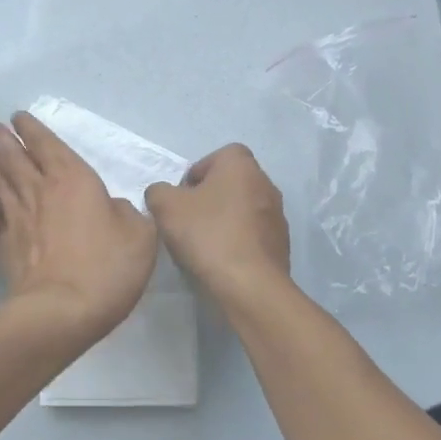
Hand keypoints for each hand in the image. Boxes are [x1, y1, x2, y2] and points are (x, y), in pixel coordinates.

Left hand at [0, 111, 158, 347]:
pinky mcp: (6, 242)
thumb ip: (126, 213)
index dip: (32, 129)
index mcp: (74, 179)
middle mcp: (41, 189)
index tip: (18, 117)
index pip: (47, 144)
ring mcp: (19, 216)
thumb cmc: (106, 268)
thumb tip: (112, 207)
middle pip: (16, 156)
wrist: (60, 310)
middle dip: (2, 138)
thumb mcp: (139, 235)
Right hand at [144, 144, 290, 299]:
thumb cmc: (207, 233)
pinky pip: (253, 233)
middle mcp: (265, 183)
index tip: (183, 197)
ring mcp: (277, 215)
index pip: (218, 156)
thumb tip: (163, 194)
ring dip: (224, 219)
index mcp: (241, 166)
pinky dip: (237, 240)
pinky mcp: (281, 243)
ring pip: (242, 208)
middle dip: (209, 197)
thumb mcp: (165, 206)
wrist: (249, 283)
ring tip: (203, 243)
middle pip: (230, 183)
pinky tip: (221, 259)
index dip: (197, 172)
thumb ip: (158, 191)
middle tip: (188, 219)